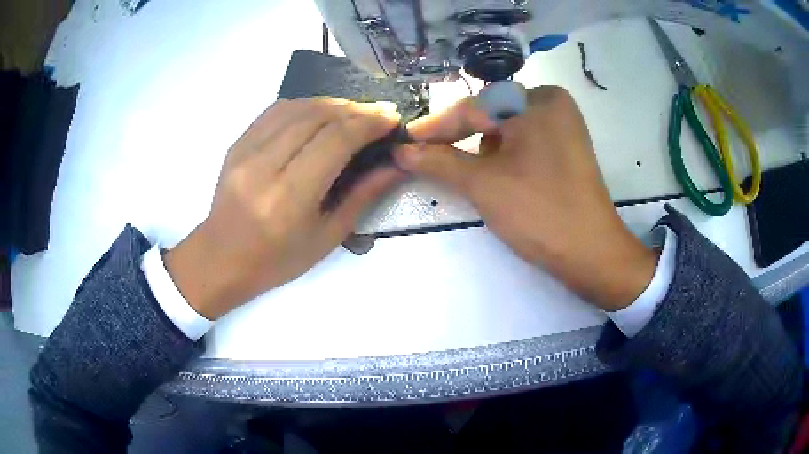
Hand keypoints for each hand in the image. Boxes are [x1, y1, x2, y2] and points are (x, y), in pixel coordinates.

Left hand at [164, 98, 403, 318]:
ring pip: (297, 107)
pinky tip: (320, 112)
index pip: (335, 140)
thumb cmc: (277, 260)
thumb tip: (394, 165)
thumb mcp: (327, 237)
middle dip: (355, 109)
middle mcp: (264, 166)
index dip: (368, 123)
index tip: (391, 119)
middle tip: (380, 112)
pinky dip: (305, 105)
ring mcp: (245, 150)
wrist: (222, 259)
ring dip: (332, 103)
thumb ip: (363, 196)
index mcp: (289, 197)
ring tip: (355, 111)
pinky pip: (276, 111)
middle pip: (317, 116)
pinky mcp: (237, 143)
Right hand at [396, 86, 656, 310]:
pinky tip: (495, 175)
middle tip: (426, 155)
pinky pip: (525, 142)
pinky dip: (503, 156)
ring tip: (464, 172)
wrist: (591, 255)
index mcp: (537, 100)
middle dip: (460, 137)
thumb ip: (438, 161)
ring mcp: (563, 126)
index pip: (474, 107)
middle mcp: (552, 104)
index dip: (436, 126)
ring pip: (507, 130)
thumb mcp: (483, 184)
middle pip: (491, 115)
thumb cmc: (539, 212)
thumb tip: (401, 150)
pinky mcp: (567, 149)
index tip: (406, 141)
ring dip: (482, 149)